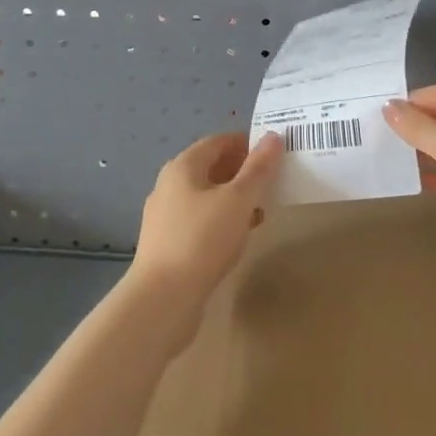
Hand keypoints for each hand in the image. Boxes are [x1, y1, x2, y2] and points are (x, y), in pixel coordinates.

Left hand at [129, 131, 282, 336]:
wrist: (163, 299)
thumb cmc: (202, 239)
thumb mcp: (238, 200)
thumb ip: (258, 168)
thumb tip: (273, 137)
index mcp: (182, 167)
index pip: (217, 142)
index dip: (245, 143)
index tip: (273, 151)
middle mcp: (169, 185)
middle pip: (210, 168)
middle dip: (241, 171)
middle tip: (272, 180)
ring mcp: (166, 216)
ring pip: (206, 196)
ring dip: (234, 198)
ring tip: (262, 208)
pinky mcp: (168, 244)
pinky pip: (200, 221)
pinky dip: (222, 220)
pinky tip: (241, 235)